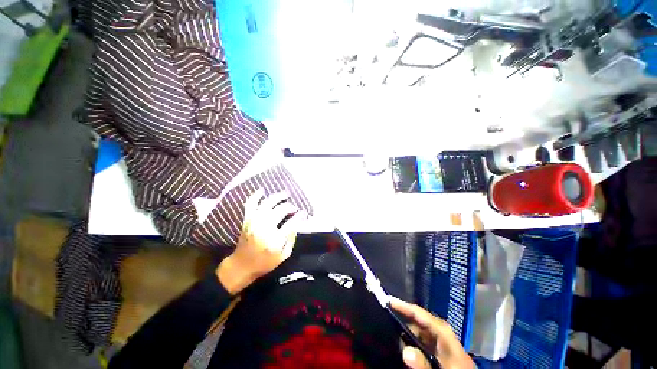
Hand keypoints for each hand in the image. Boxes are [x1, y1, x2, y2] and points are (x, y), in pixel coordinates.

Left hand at [216, 189, 306, 294]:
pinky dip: (255, 196)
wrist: (241, 265)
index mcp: (275, 239)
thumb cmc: (264, 262)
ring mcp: (254, 222)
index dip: (299, 216)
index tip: (304, 213)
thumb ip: (291, 239)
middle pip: (280, 210)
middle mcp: (264, 228)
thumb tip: (296, 224)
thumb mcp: (283, 255)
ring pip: (267, 203)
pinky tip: (262, 190)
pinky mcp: (247, 220)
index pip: (291, 223)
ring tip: (285, 194)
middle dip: (290, 207)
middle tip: (294, 208)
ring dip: (277, 196)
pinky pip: (250, 204)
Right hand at [390, 297, 474, 368]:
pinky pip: (420, 339)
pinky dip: (410, 339)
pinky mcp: (437, 347)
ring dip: (404, 331)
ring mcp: (438, 338)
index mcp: (442, 330)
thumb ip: (424, 363)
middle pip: (416, 320)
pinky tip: (402, 344)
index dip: (402, 305)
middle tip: (384, 317)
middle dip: (401, 318)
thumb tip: (404, 351)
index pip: (418, 313)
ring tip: (390, 330)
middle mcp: (439, 330)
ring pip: (417, 330)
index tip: (387, 300)